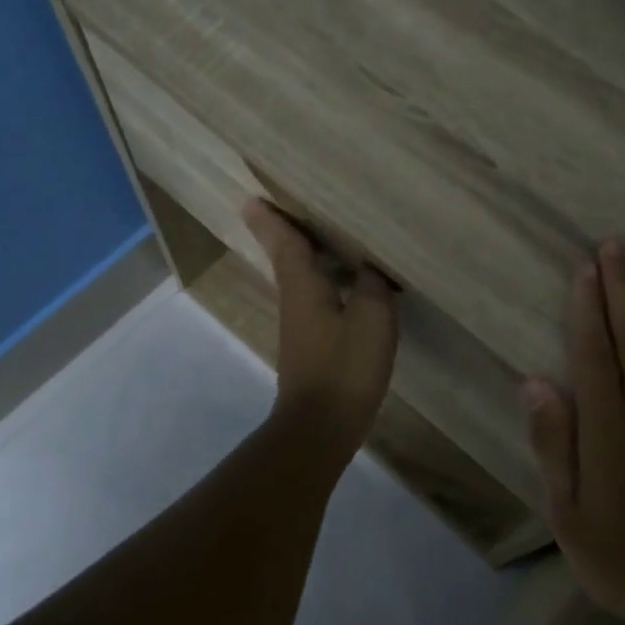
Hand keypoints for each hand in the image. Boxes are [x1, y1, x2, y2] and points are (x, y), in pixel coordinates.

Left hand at [242, 198, 397, 458]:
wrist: (321, 426)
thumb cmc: (344, 366)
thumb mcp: (372, 318)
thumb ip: (373, 285)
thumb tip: (370, 268)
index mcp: (303, 286)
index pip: (285, 243)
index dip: (272, 220)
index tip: (251, 198)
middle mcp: (295, 301)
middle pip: (287, 258)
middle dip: (284, 232)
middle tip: (287, 207)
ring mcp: (301, 327)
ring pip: (300, 279)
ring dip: (305, 256)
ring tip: (323, 236)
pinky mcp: (311, 347)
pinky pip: (315, 300)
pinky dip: (324, 282)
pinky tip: (345, 284)